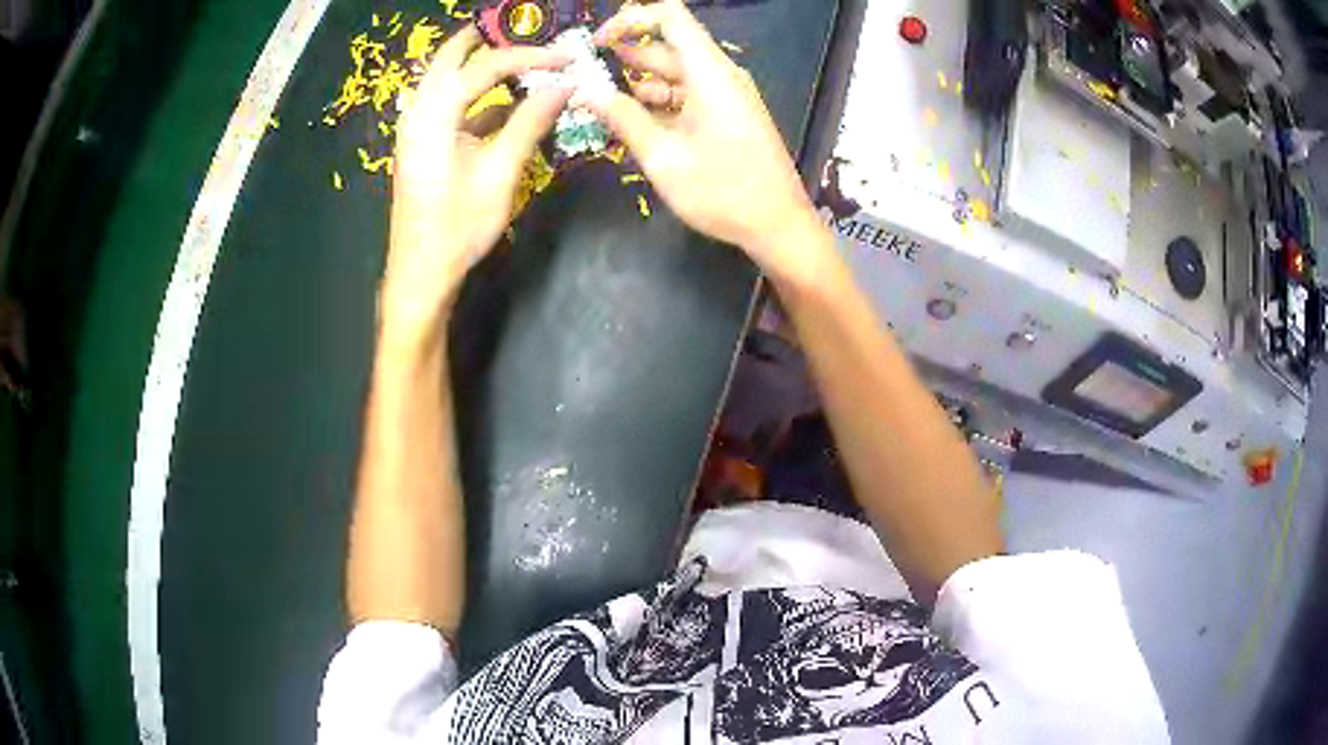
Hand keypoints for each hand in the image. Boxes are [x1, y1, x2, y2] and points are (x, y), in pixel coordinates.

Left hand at [384, 27, 570, 335]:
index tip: (566, 57)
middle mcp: (419, 111)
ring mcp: (416, 127)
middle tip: (527, 31)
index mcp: (434, 114)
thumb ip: (531, 121)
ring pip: (446, 77)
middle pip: (451, 57)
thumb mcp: (500, 172)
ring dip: (480, 63)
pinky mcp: (422, 143)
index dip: (530, 56)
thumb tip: (565, 84)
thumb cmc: (459, 226)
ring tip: (521, 59)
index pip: (486, 66)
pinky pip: (448, 103)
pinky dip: (476, 94)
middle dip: (489, 39)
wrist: (421, 272)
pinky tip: (506, 102)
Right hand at [588, 0, 828, 283]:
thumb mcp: (664, 158)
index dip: (631, 19)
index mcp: (710, 73)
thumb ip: (623, 118)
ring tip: (599, 102)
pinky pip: (687, 95)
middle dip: (625, 56)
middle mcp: (720, 75)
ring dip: (638, 83)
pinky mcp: (728, 115)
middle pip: (668, 46)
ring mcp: (726, 95)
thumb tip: (585, 91)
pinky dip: (659, 102)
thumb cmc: (724, 192)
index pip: (670, 16)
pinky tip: (631, 121)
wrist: (779, 226)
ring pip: (675, 74)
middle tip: (584, 77)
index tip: (597, 43)